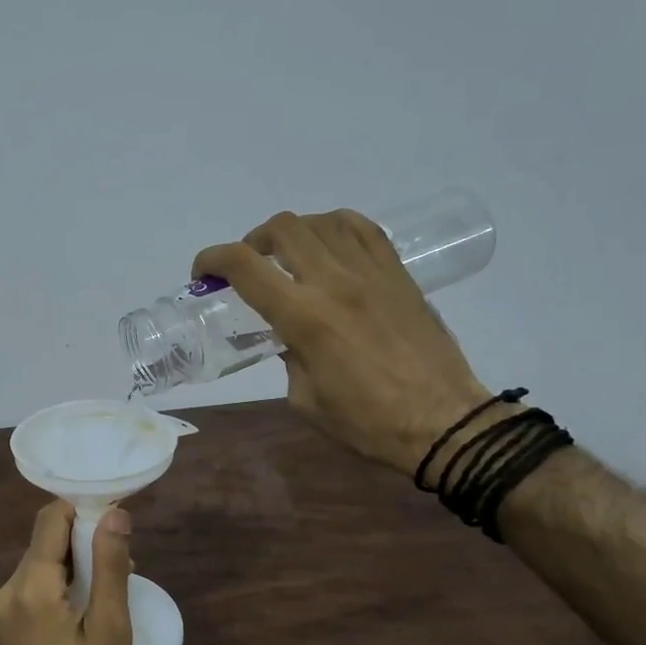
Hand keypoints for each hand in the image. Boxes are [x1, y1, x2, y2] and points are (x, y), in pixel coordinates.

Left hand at [0, 501, 133, 644]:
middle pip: (45, 543)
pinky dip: (59, 588)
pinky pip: (33, 590)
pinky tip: (84, 615)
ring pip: (40, 566)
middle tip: (122, 567)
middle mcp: (7, 592)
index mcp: (30, 586)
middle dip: (84, 543)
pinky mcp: (5, 630)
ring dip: (74, 567)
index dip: (84, 511)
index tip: (116, 523)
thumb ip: (109, 565)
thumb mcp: (110, 627)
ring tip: (108, 595)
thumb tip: (114, 513)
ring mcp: (1, 613)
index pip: (51, 519)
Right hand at [193, 209, 492, 474]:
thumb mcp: (305, 400)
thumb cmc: (367, 422)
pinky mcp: (399, 275)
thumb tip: (289, 338)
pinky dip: (335, 228)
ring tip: (290, 256)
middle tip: (249, 266)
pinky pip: (364, 230)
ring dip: (294, 233)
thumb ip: (288, 359)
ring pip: (322, 222)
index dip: (213, 260)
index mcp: (304, 317)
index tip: (203, 273)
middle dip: (252, 241)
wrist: (442, 420)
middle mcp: (335, 282)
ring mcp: (372, 272)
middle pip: (282, 229)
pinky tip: (330, 247)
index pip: (245, 266)